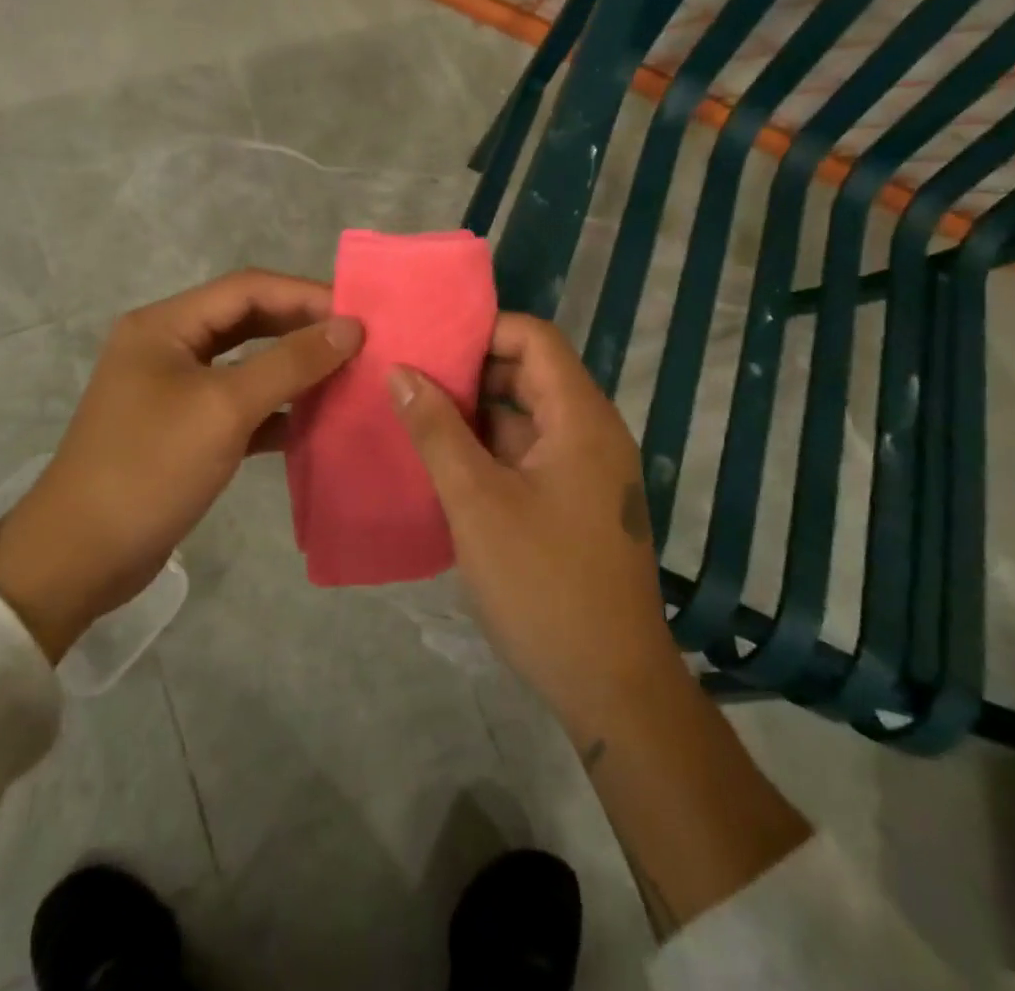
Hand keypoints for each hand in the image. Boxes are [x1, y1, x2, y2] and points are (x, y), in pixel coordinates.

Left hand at [0, 270, 362, 659]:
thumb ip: (290, 363)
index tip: (358, 314)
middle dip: (301, 329)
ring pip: (246, 364)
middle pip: (247, 321)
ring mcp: (174, 389)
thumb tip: (350, 327)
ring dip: (292, 369)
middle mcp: (168, 347)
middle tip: (358, 342)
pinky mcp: (183, 429)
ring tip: (345, 376)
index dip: (305, 295)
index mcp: (165, 326)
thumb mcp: (224, 408)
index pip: (247, 289)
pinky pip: (239, 404)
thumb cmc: (149, 468)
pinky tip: (312, 424)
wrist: (80, 559)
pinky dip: (275, 409)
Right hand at [387, 313, 681, 738]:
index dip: (484, 329)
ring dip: (475, 411)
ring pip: (526, 416)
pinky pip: (529, 453)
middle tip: (409, 372)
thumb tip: (401, 371)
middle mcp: (591, 432)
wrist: (612, 685)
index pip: (535, 339)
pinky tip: (442, 458)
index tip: (429, 338)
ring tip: (414, 409)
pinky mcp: (576, 501)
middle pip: (530, 373)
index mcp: (581, 418)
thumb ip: (437, 431)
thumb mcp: (478, 502)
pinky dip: (489, 448)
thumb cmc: (544, 585)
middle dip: (471, 369)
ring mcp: (586, 469)